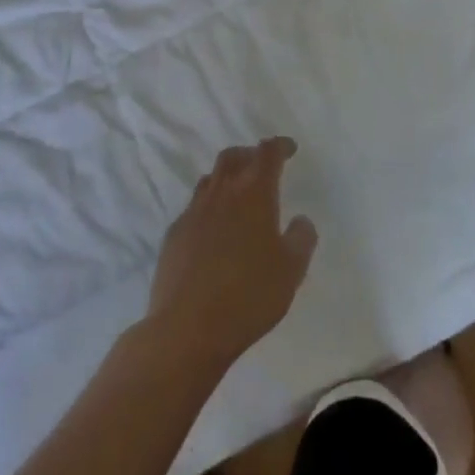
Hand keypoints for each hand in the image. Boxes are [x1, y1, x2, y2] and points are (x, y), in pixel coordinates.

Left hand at [146, 137, 318, 369]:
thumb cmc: (248, 296)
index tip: (289, 149)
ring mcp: (193, 212)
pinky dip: (208, 208)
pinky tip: (212, 231)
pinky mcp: (173, 235)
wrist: (187, 329)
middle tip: (261, 167)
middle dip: (249, 154)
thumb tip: (300, 220)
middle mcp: (222, 193)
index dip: (280, 146)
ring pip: (210, 179)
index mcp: (254, 193)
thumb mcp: (292, 271)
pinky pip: (193, 208)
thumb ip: (302, 238)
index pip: (267, 153)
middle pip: (233, 156)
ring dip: (226, 179)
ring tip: (237, 196)